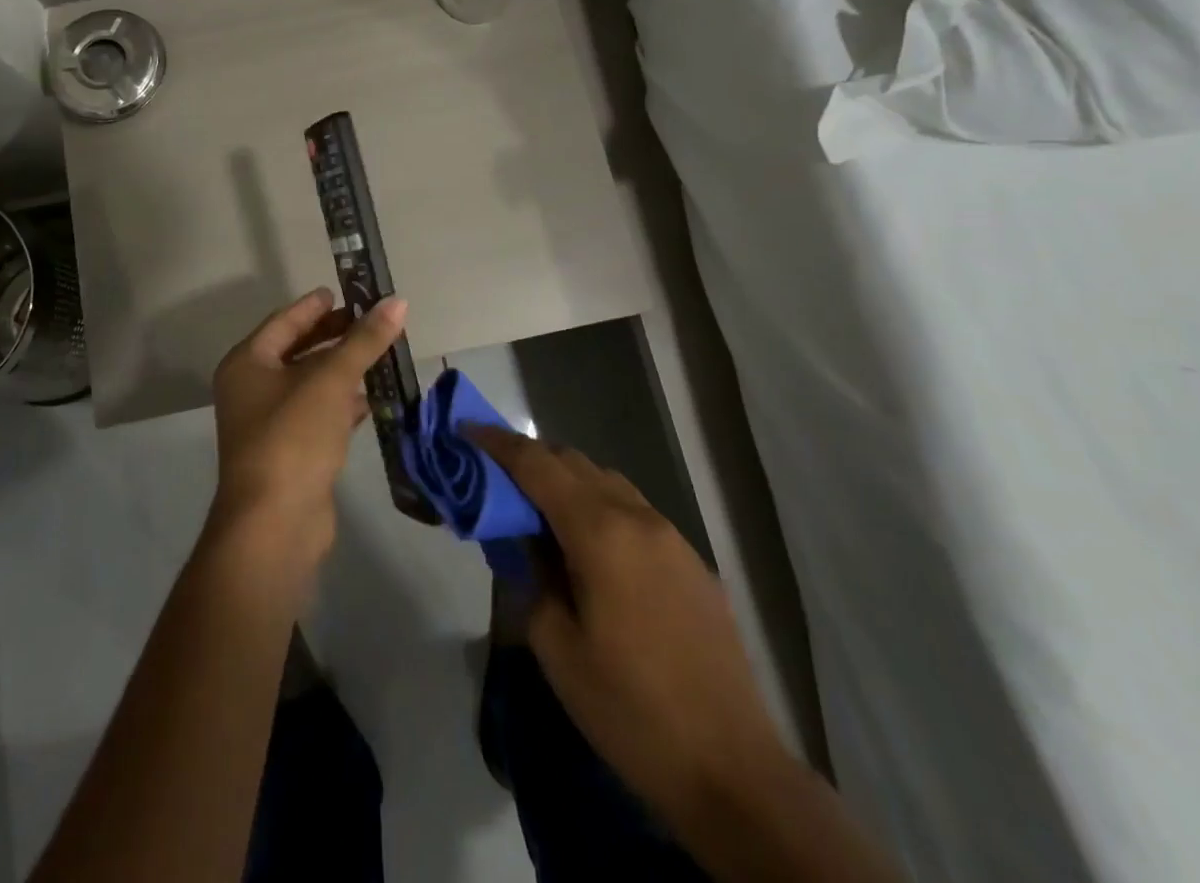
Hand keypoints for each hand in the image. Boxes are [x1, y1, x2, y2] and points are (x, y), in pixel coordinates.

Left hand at [207, 289, 407, 570]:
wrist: (275, 525)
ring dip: (341, 370)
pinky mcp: (291, 453)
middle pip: (297, 351)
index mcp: (247, 364)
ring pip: (310, 384)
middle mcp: (252, 389)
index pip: (284, 322)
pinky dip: (342, 404)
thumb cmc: (293, 437)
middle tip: (368, 320)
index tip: (342, 291)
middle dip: (333, 336)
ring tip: (378, 354)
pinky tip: (371, 399)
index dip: (314, 306)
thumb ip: (364, 340)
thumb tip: (398, 302)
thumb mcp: (330, 381)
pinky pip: (319, 415)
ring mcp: (270, 424)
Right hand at [467, 426, 790, 830]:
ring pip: (607, 482)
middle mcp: (638, 518)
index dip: (498, 443)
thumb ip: (531, 576)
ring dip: (567, 480)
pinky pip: (634, 510)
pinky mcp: (693, 562)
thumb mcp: (556, 647)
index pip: (537, 465)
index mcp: (600, 532)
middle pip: (574, 462)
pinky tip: (590, 547)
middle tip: (496, 475)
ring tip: (538, 509)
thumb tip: (524, 543)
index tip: (467, 429)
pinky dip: (600, 506)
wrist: (733, 771)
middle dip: (531, 458)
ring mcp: (673, 538)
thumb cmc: (630, 710)